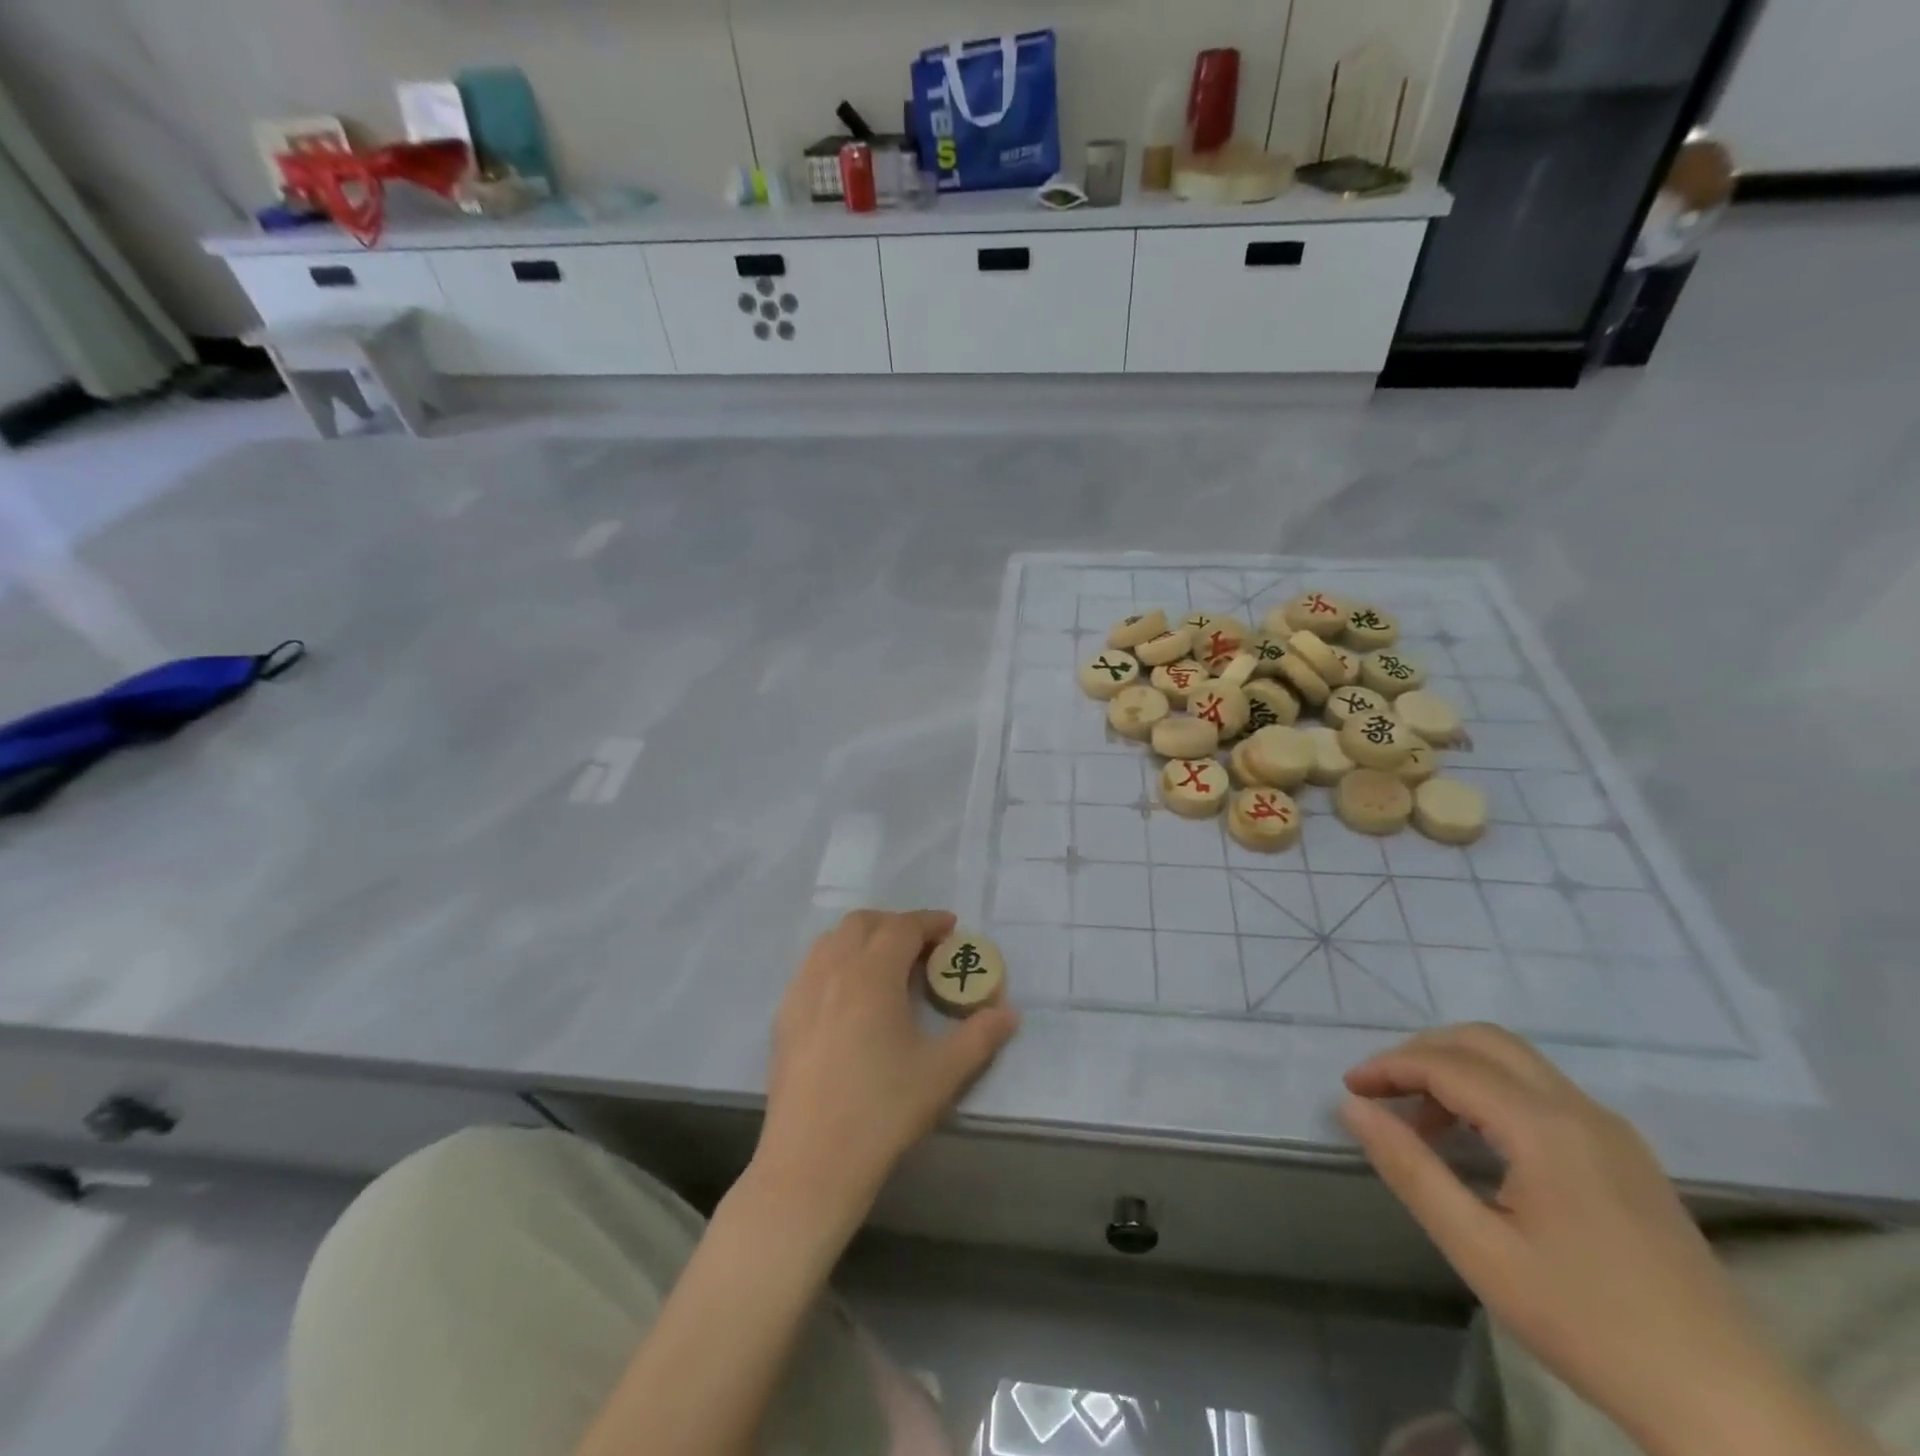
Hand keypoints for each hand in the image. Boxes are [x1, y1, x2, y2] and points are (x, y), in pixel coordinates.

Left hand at [753, 910, 1018, 1234]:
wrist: (811, 1163)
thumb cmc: (882, 1111)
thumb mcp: (943, 1074)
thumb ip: (980, 1036)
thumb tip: (1009, 1012)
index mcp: (872, 975)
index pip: (902, 928)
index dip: (929, 922)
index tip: (951, 928)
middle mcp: (833, 971)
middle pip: (863, 923)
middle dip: (895, 924)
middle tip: (922, 948)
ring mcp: (801, 992)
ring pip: (832, 941)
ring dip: (862, 938)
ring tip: (885, 965)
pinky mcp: (783, 1017)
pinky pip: (811, 967)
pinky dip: (836, 961)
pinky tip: (848, 996)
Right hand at [1341, 1024, 1777, 1450]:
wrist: (1731, 1407)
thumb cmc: (1589, 1324)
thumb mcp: (1479, 1251)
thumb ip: (1409, 1169)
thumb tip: (1351, 1107)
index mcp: (1544, 1127)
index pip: (1447, 1064)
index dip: (1389, 1067)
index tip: (1350, 1089)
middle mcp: (1580, 1109)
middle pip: (1484, 1041)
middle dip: (1422, 1054)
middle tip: (1382, 1092)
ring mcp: (1611, 1130)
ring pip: (1516, 1062)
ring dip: (1458, 1071)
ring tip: (1422, 1123)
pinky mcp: (1627, 1155)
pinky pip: (1544, 1092)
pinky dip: (1494, 1092)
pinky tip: (1480, 1144)